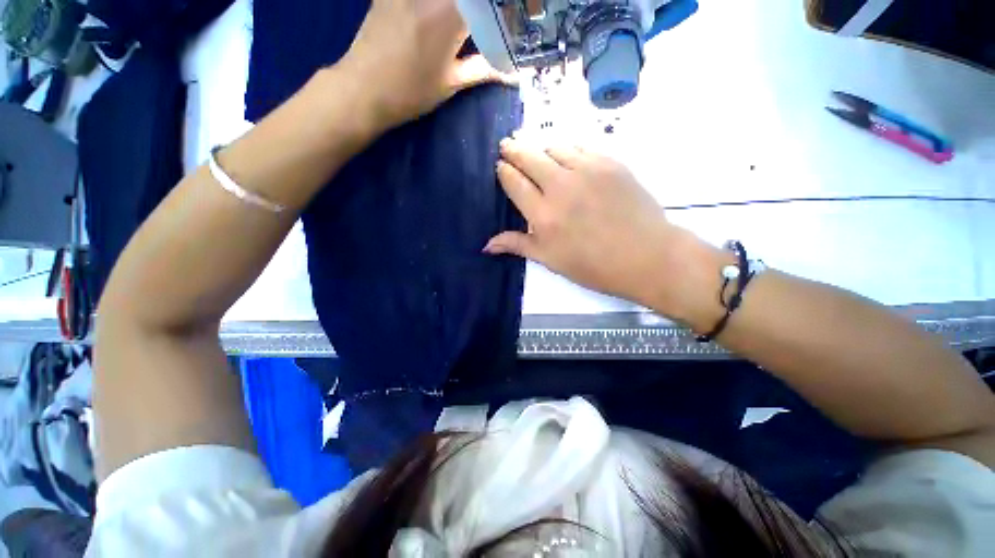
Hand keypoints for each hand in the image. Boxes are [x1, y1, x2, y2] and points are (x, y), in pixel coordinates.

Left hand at [339, 0, 513, 130]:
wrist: (364, 89)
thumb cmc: (411, 91)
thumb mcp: (451, 83)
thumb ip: (483, 70)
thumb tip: (512, 74)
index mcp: (451, 14)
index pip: (488, 4)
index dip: (503, 10)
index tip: (512, 19)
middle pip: (470, 0)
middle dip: (486, 7)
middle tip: (496, 15)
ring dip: (466, 7)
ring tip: (472, 18)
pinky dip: (440, 6)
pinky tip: (443, 15)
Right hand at [485, 139, 726, 325]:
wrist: (645, 256)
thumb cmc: (593, 265)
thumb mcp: (550, 260)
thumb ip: (518, 245)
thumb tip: (486, 245)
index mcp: (543, 215)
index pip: (514, 181)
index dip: (504, 170)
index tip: (500, 166)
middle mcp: (560, 186)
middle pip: (529, 156)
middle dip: (513, 148)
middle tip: (507, 144)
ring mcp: (587, 170)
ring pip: (553, 147)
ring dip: (539, 147)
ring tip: (535, 152)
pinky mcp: (609, 162)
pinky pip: (580, 147)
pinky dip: (566, 149)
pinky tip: (565, 156)